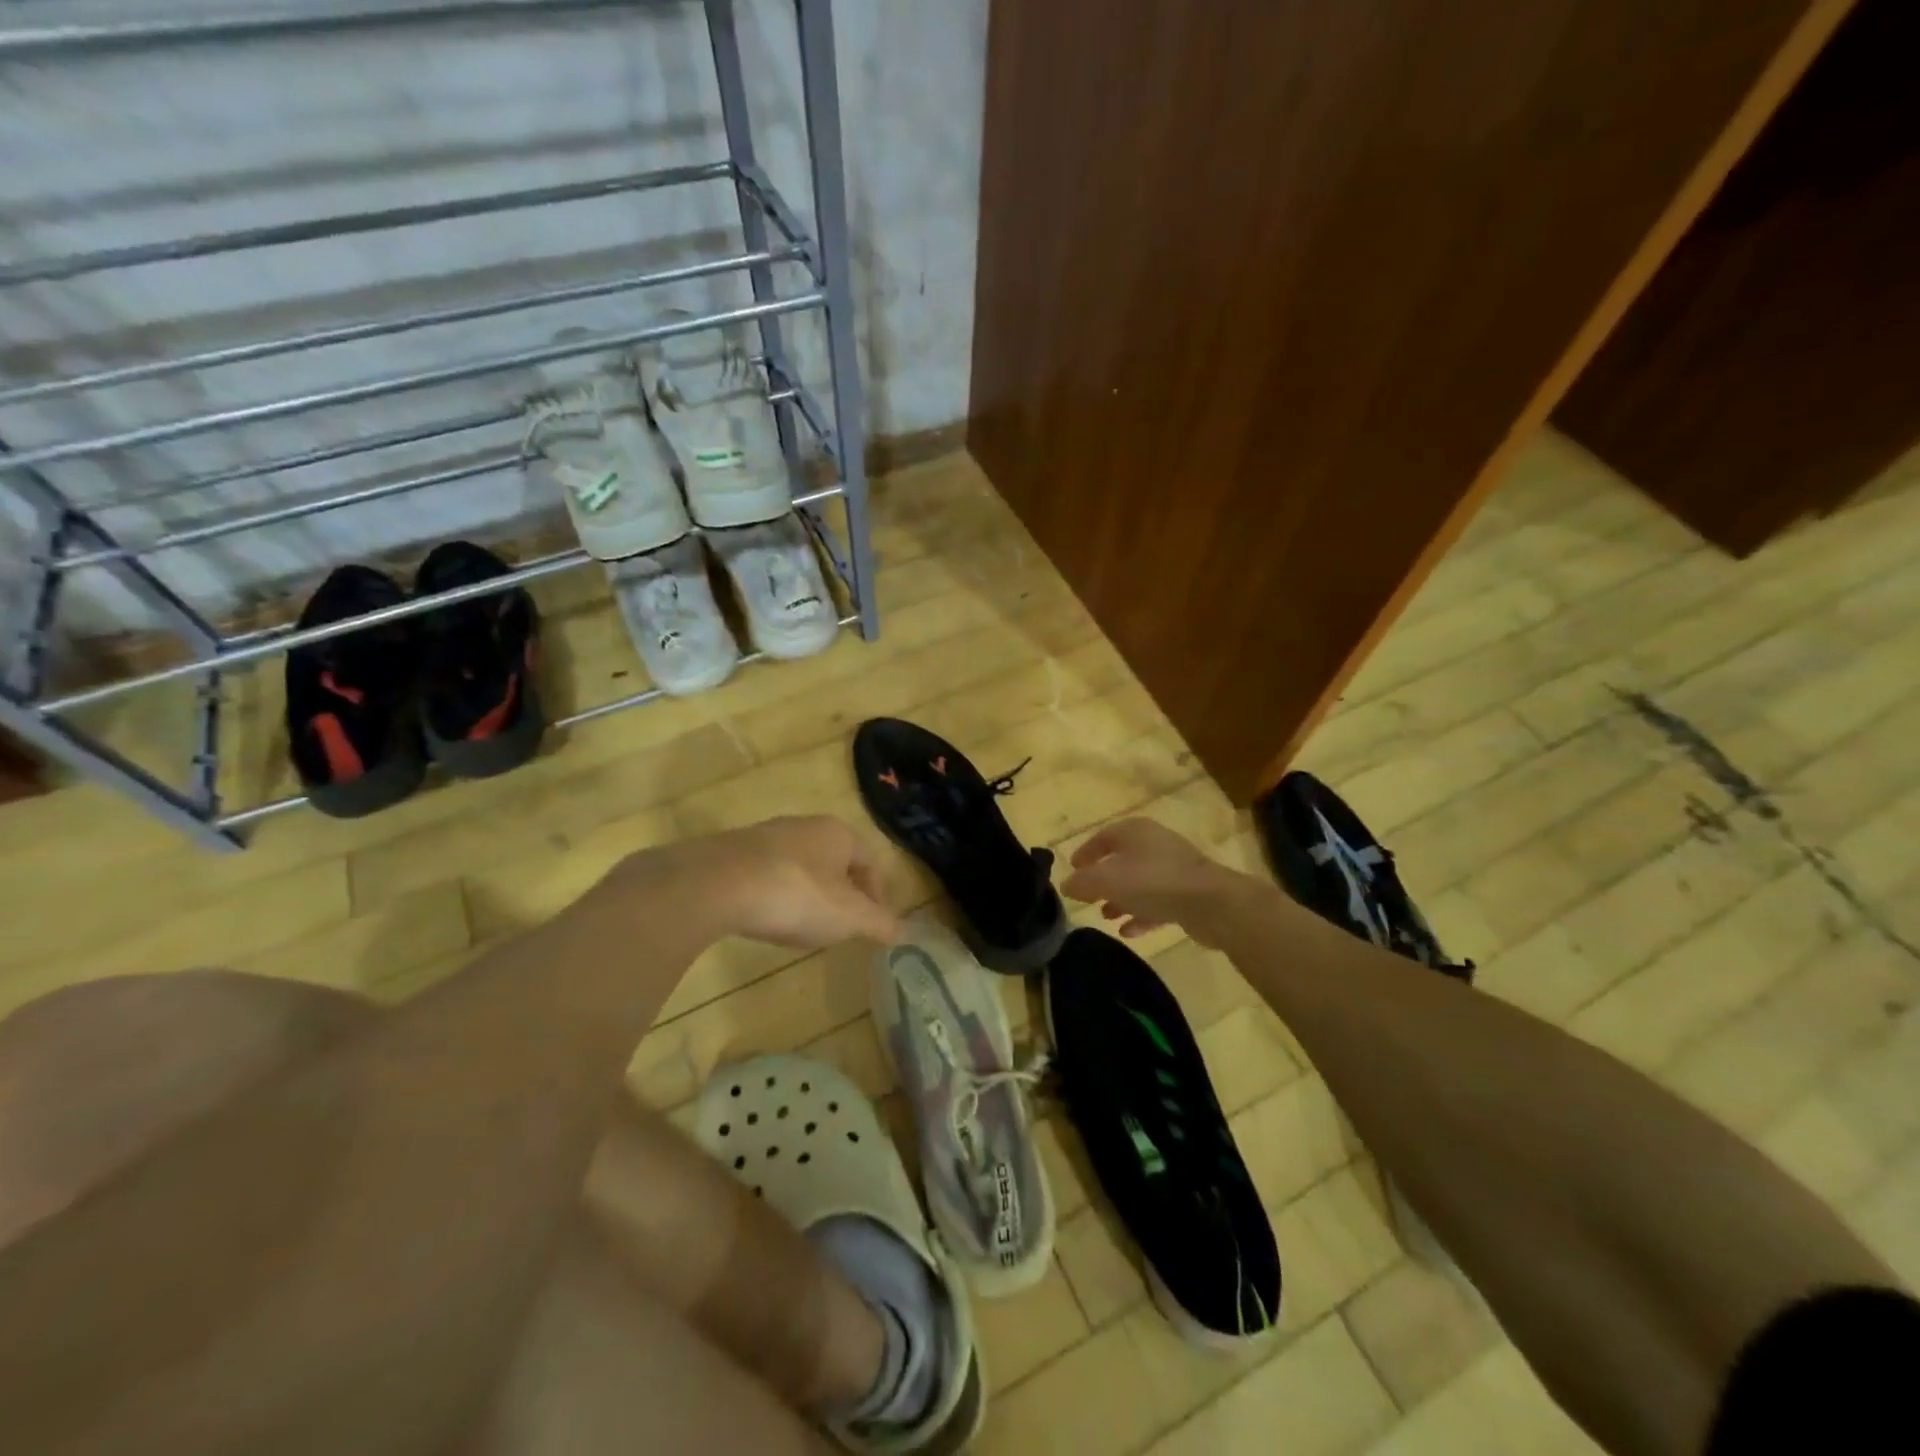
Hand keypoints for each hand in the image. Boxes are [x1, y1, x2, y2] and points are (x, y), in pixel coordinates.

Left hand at [612, 816, 899, 949]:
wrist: (716, 884)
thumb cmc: (796, 895)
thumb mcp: (848, 917)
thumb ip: (878, 924)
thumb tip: (904, 931)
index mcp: (838, 833)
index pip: (870, 861)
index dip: (878, 894)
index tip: (875, 924)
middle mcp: (804, 825)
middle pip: (835, 860)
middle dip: (842, 893)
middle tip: (842, 926)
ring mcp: (764, 835)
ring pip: (800, 865)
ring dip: (808, 893)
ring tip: (804, 926)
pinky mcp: (732, 852)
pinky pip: (766, 873)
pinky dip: (775, 894)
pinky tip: (766, 918)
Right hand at [1062, 817, 1255, 944]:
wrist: (1211, 903)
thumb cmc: (1153, 881)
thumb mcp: (1108, 880)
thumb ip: (1083, 882)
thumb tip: (1066, 885)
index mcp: (1135, 832)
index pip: (1103, 837)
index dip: (1085, 853)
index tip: (1073, 869)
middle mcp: (1154, 844)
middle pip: (1122, 859)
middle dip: (1103, 879)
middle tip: (1087, 896)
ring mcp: (1173, 869)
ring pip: (1139, 882)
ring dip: (1121, 899)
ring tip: (1105, 916)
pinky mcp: (1186, 893)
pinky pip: (1156, 902)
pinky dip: (1141, 914)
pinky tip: (1129, 931)